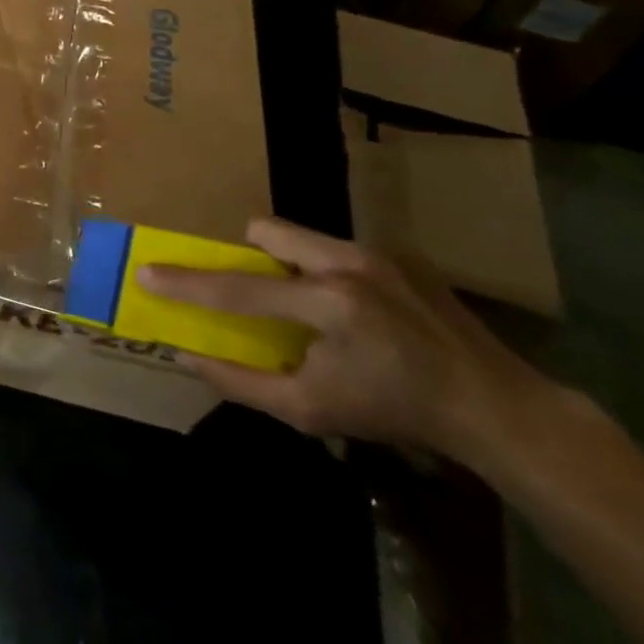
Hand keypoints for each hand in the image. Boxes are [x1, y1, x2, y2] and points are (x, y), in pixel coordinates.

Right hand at [136, 217, 553, 461]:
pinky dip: (323, 272)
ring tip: (305, 306)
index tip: (146, 272)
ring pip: (301, 236)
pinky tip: (352, 313)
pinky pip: (335, 249)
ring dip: (286, 264)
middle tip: (254, 293)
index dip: (186, 283)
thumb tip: (188, 357)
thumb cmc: (397, 411)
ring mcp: (379, 254)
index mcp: (329, 303)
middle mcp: (350, 263)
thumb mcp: (312, 410)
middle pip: (268, 231)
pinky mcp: (400, 255)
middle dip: (247, 255)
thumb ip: (243, 382)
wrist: (498, 407)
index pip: (237, 287)